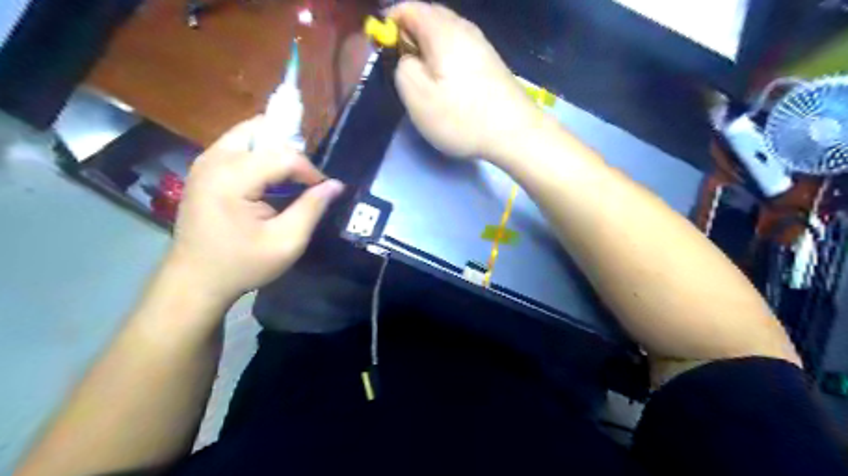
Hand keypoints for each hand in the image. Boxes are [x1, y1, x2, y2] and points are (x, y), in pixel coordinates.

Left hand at [165, 119, 344, 305]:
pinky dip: (260, 155)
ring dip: (275, 150)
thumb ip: (312, 208)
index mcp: (231, 178)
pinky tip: (269, 181)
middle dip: (291, 151)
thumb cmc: (242, 264)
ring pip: (249, 133)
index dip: (310, 170)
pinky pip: (238, 146)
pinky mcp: (203, 169)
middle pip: (262, 130)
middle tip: (305, 179)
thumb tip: (336, 185)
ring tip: (290, 179)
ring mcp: (204, 161)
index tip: (323, 191)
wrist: (195, 280)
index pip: (283, 155)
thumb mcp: (286, 242)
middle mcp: (213, 160)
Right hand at [388, 0, 539, 159]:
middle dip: (410, 36)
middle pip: (429, 18)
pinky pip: (460, 50)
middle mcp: (465, 28)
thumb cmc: (461, 116)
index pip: (408, 8)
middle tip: (402, 65)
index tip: (382, 47)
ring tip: (423, 78)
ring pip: (445, 35)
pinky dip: (446, 59)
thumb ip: (402, 67)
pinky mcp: (491, 63)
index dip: (390, 22)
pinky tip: (448, 83)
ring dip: (429, 50)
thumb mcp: (416, 95)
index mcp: (443, 30)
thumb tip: (408, 57)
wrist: (515, 133)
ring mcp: (482, 45)